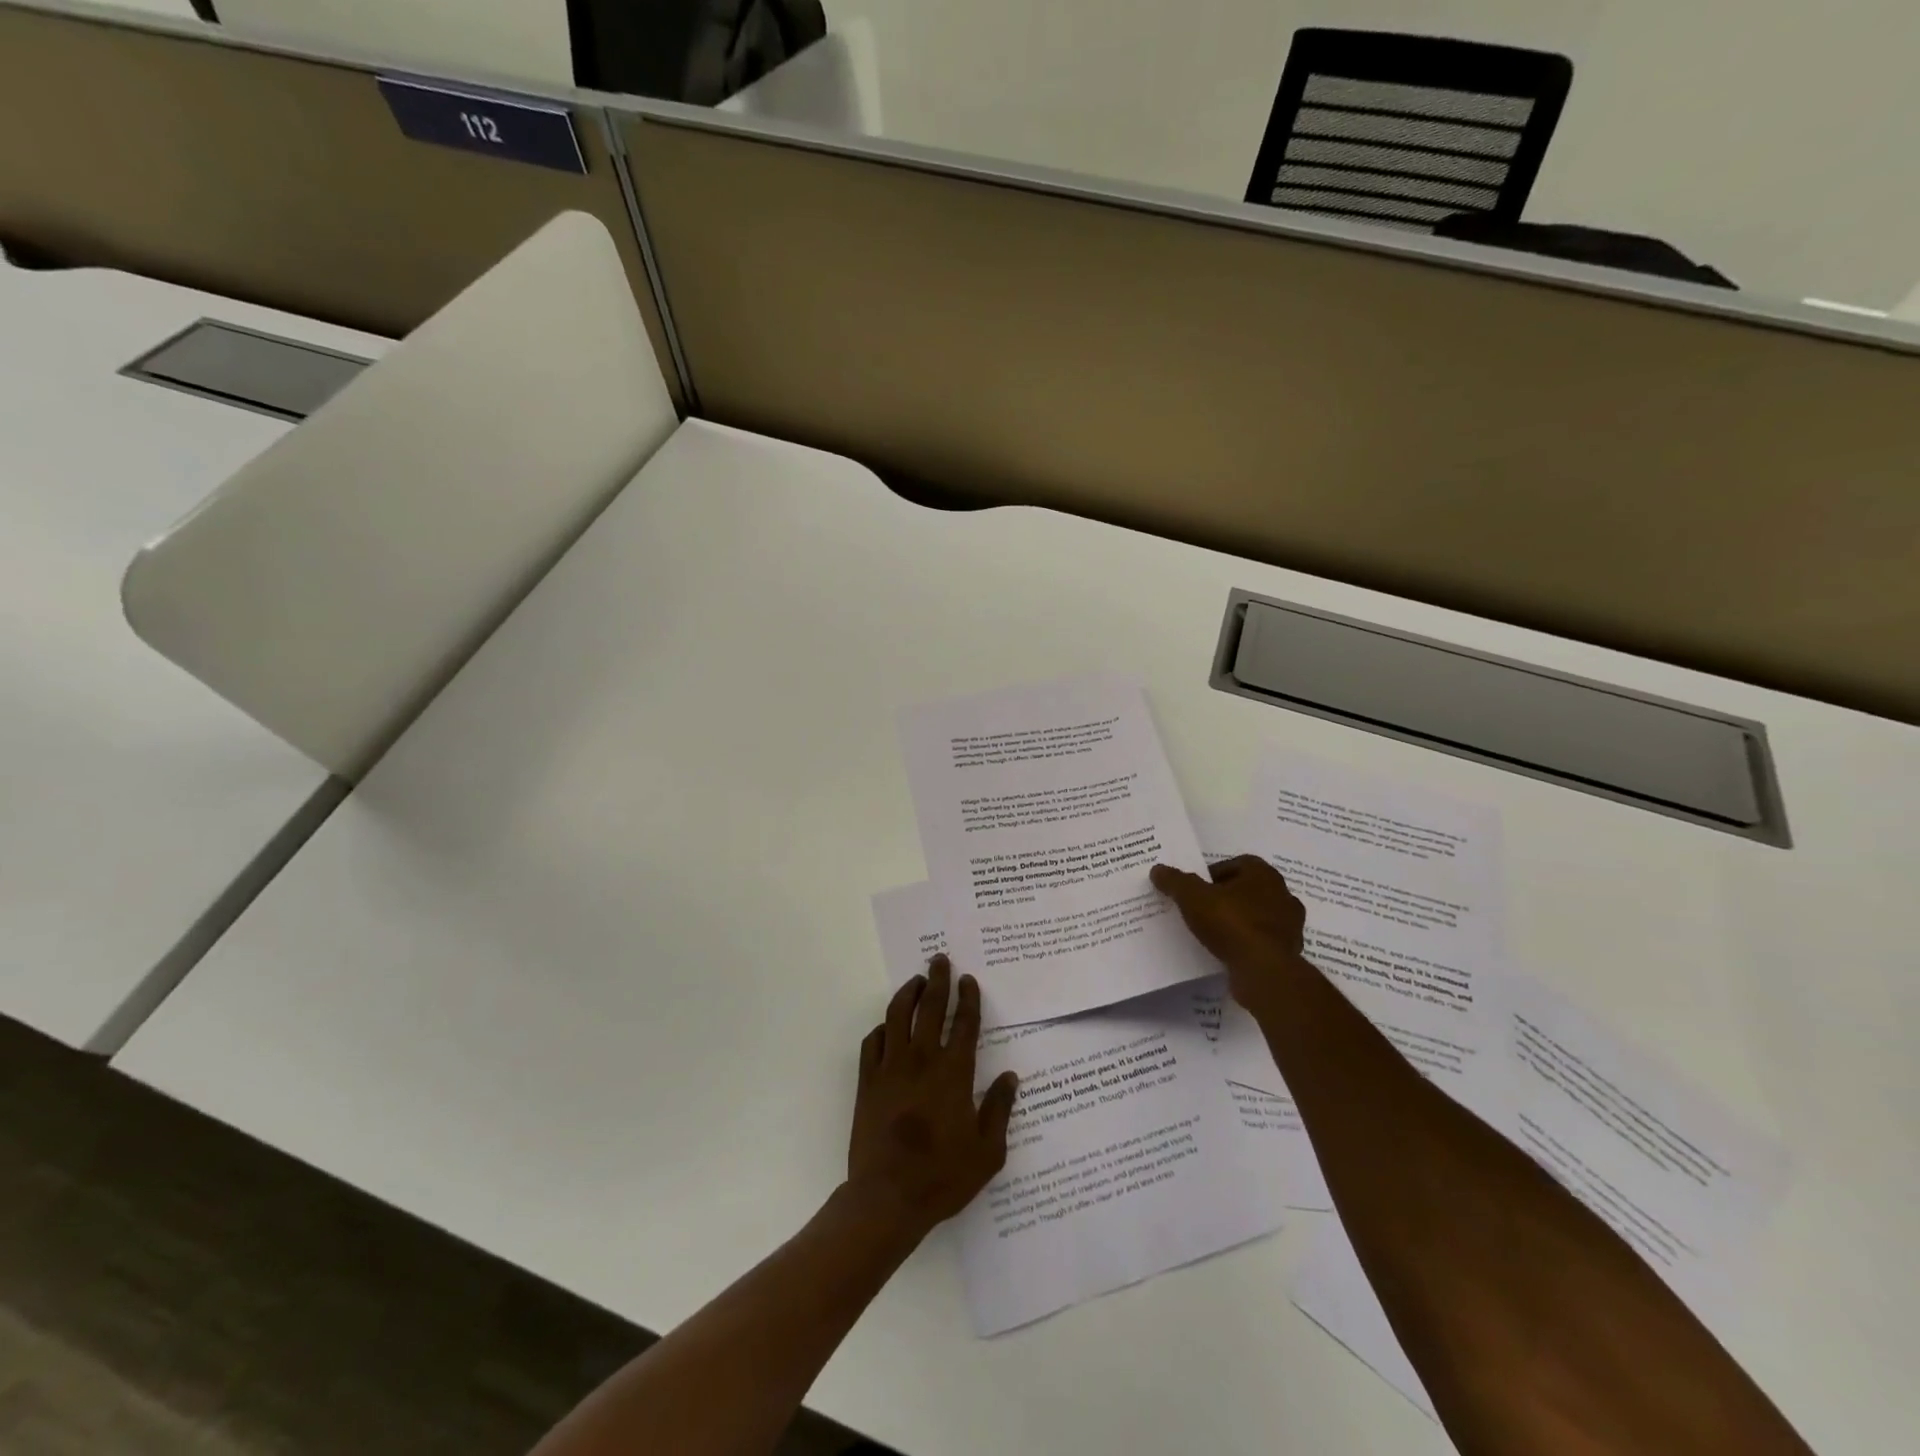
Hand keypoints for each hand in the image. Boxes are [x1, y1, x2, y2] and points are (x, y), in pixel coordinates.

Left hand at [847, 956, 1018, 1242]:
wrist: (887, 1198)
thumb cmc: (942, 1177)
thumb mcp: (987, 1152)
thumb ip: (999, 1110)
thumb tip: (1010, 1077)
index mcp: (954, 1073)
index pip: (965, 1024)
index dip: (968, 999)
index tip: (968, 979)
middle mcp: (922, 1060)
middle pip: (930, 1008)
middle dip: (937, 980)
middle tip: (939, 960)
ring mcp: (891, 1068)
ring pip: (897, 1016)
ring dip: (907, 993)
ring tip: (915, 980)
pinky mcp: (867, 1082)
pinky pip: (872, 1042)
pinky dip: (881, 1029)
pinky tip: (887, 1027)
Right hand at [1151, 856, 1309, 1014]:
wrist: (1264, 970)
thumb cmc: (1230, 923)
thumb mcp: (1192, 897)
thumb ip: (1175, 881)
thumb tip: (1158, 869)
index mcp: (1263, 874)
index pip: (1237, 863)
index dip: (1214, 873)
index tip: (1196, 888)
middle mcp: (1282, 894)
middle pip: (1247, 889)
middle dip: (1226, 896)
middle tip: (1201, 908)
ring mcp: (1290, 925)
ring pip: (1257, 916)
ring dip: (1238, 920)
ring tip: (1212, 932)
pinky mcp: (1289, 952)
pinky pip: (1262, 941)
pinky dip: (1247, 943)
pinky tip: (1228, 951)